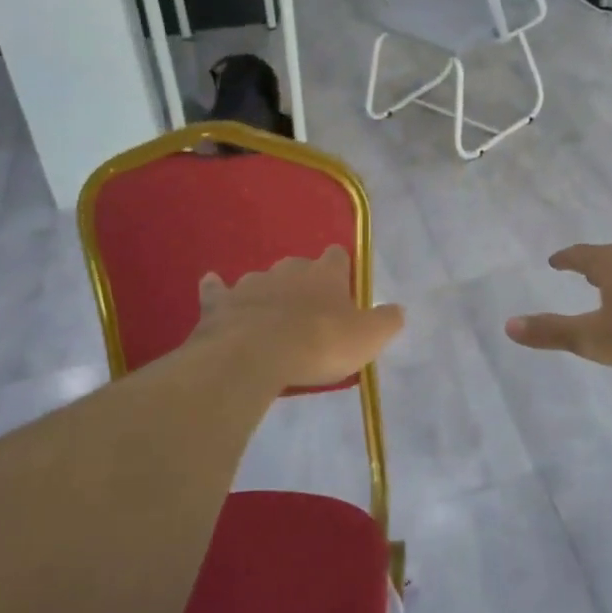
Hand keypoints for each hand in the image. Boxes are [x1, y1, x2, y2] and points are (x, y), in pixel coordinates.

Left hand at [194, 247, 403, 388]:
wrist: (255, 355)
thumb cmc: (319, 343)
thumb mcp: (368, 338)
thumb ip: (386, 321)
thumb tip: (398, 310)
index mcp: (325, 274)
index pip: (337, 257)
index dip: (340, 270)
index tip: (341, 286)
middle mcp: (289, 270)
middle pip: (298, 267)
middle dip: (302, 283)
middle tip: (306, 311)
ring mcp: (251, 284)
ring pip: (262, 280)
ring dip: (266, 293)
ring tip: (268, 316)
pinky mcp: (219, 303)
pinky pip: (217, 290)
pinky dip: (217, 290)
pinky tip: (213, 287)